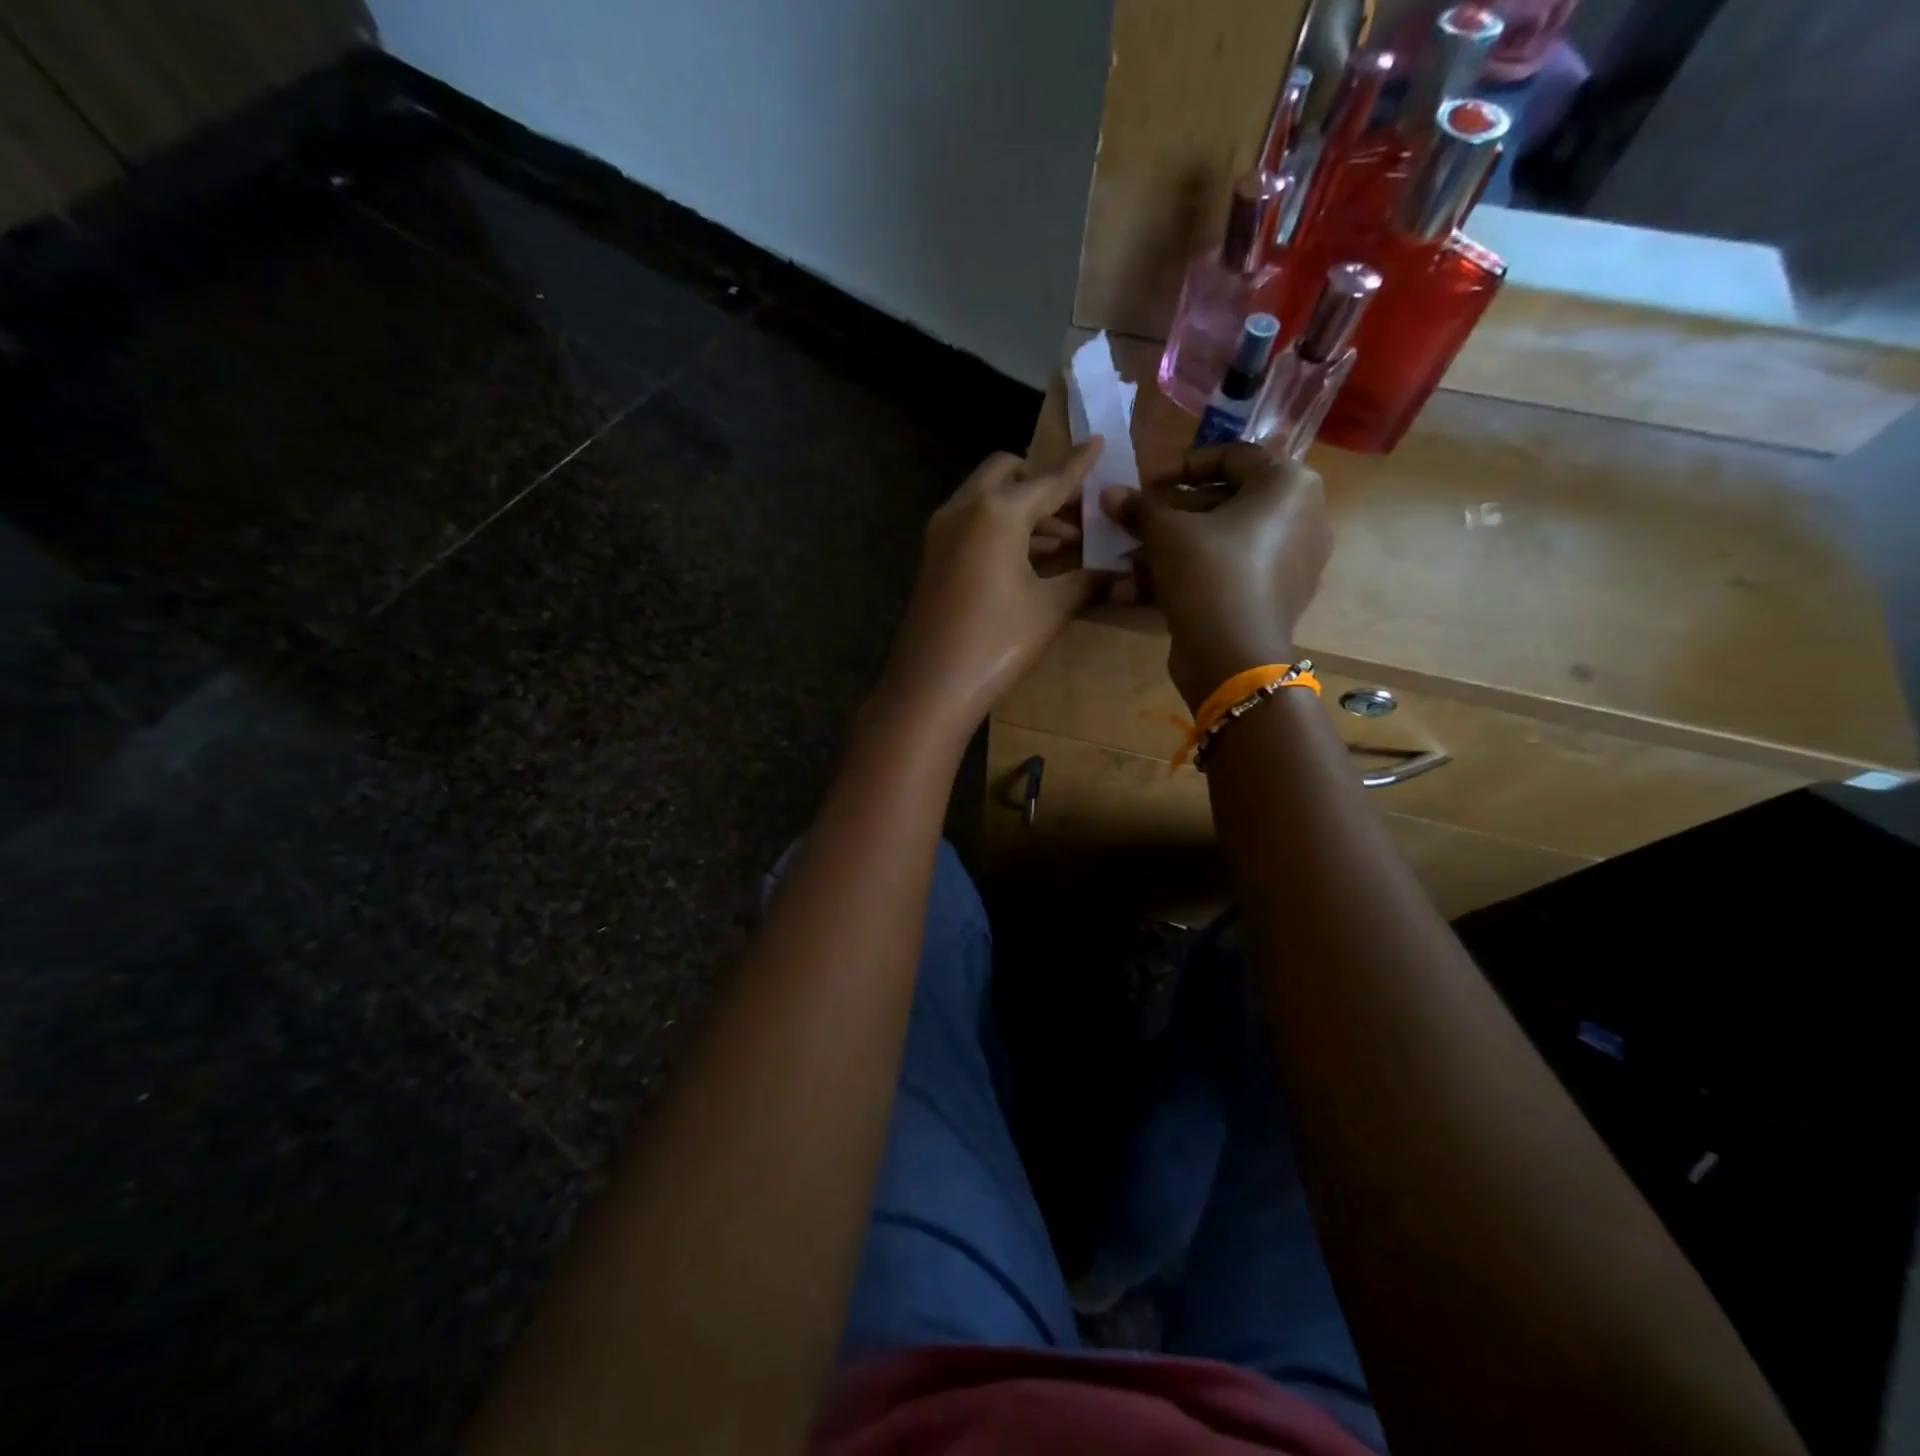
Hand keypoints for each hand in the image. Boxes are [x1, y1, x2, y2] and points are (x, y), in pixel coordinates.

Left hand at [876, 441, 1104, 740]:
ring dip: (1024, 509)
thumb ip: (1088, 582)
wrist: (930, 685)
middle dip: (1042, 481)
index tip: (1098, 442)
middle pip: (1008, 473)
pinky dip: (1002, 527)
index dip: (1077, 465)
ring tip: (1067, 540)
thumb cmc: (996, 642)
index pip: (1048, 480)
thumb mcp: (1050, 609)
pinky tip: (1032, 557)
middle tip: (1077, 508)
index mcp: (998, 511)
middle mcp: (965, 508)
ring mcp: (943, 531)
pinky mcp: (934, 555)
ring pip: (988, 498)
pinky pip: (973, 523)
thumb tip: (1126, 576)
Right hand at [1103, 444, 1330, 710]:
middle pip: (1226, 501)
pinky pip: (1231, 572)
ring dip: (1174, 547)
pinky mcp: (1276, 598)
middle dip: (1173, 513)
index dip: (1180, 466)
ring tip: (1133, 560)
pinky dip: (1193, 573)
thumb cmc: (1208, 573)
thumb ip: (1139, 508)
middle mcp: (1302, 516)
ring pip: (1223, 541)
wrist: (1233, 656)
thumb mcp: (1165, 532)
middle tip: (1136, 524)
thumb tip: (1109, 493)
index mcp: (1289, 484)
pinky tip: (1148, 587)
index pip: (1231, 456)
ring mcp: (1293, 561)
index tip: (1146, 485)